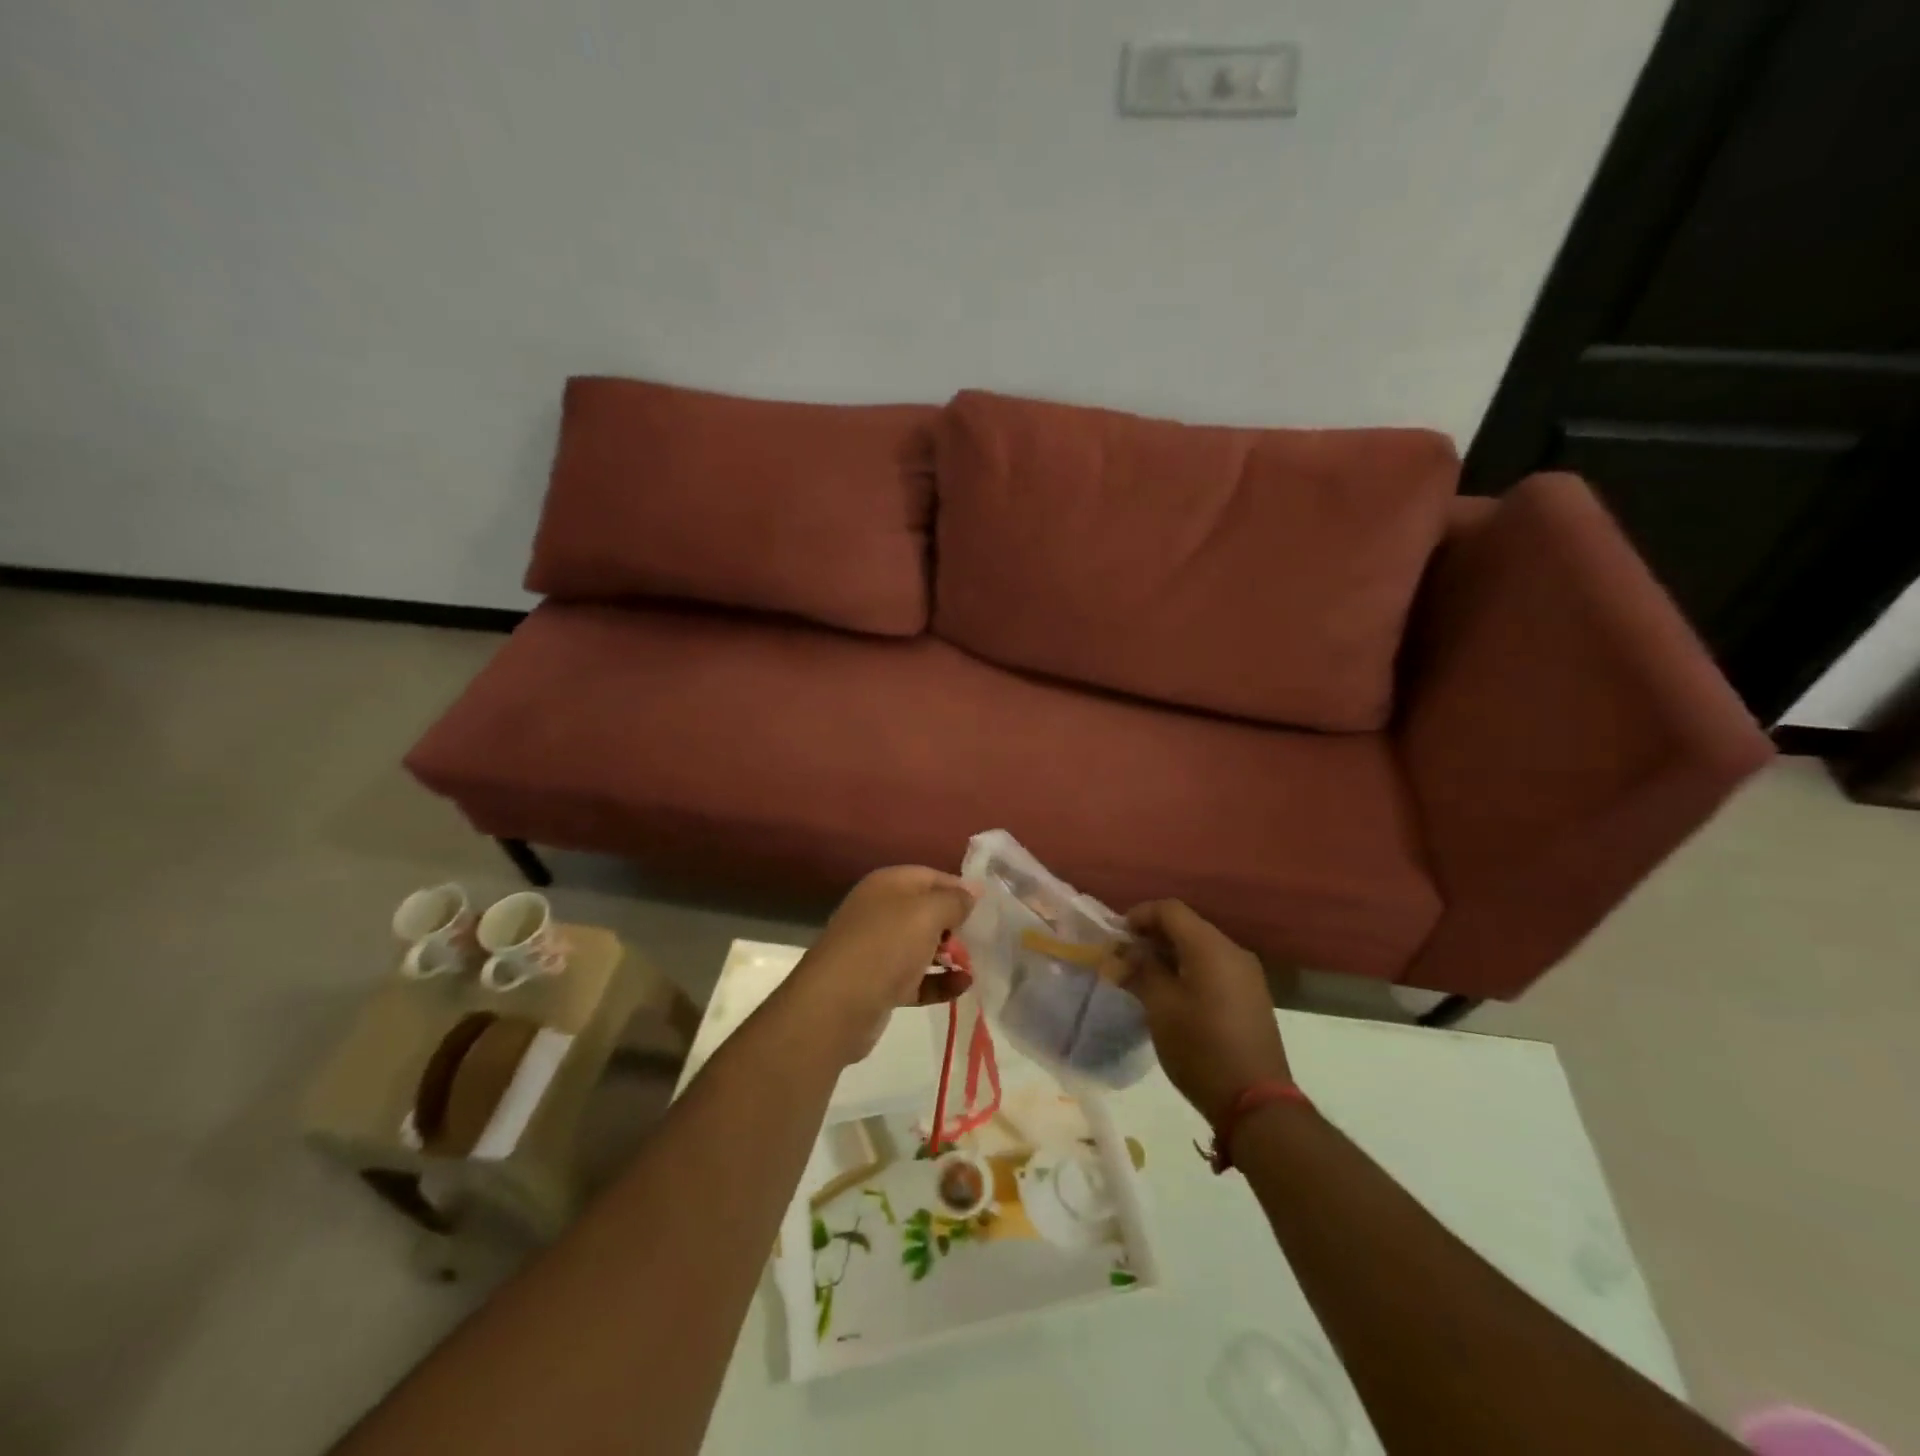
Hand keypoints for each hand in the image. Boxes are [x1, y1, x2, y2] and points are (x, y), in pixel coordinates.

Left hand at [788, 867, 976, 1064]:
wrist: (836, 1005)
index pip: (931, 876)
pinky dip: (940, 981)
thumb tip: (973, 891)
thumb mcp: (927, 913)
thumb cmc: (885, 946)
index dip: (959, 888)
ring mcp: (879, 949)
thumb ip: (954, 900)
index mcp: (887, 885)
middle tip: (984, 937)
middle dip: (956, 924)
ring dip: (951, 955)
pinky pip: (918, 978)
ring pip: (923, 945)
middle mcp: (881, 911)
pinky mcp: (881, 984)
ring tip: (975, 964)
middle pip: (927, 911)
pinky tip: (963, 987)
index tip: (988, 905)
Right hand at [1109, 900, 1291, 1124]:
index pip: (1170, 910)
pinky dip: (1188, 969)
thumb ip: (1140, 971)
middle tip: (1124, 957)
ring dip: (1169, 954)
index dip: (1139, 915)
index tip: (1116, 937)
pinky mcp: (1251, 996)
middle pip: (1186, 926)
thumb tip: (1122, 954)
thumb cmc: (1201, 1048)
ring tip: (1142, 977)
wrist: (1256, 1102)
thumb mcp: (1160, 1007)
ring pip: (1200, 947)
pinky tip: (1171, 993)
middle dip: (1152, 936)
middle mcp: (1233, 951)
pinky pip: (1214, 967)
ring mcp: (1247, 975)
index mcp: (1210, 947)